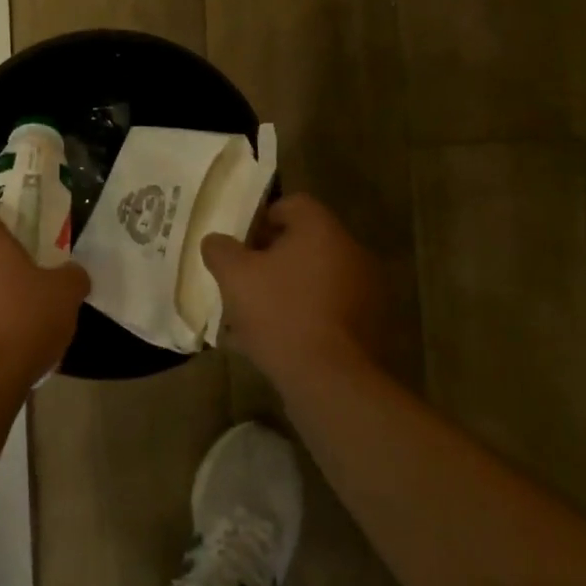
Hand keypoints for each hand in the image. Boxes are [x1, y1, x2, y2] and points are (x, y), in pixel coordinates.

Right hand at [200, 194, 384, 387]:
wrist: (330, 380)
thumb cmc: (280, 313)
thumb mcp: (234, 276)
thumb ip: (221, 250)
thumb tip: (216, 241)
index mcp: (322, 230)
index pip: (292, 204)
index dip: (261, 219)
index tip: (241, 245)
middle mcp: (351, 251)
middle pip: (305, 241)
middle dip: (272, 257)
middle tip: (244, 279)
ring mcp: (366, 290)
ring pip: (315, 277)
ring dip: (288, 287)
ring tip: (256, 314)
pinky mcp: (369, 325)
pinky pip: (328, 308)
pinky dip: (305, 314)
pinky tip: (279, 338)